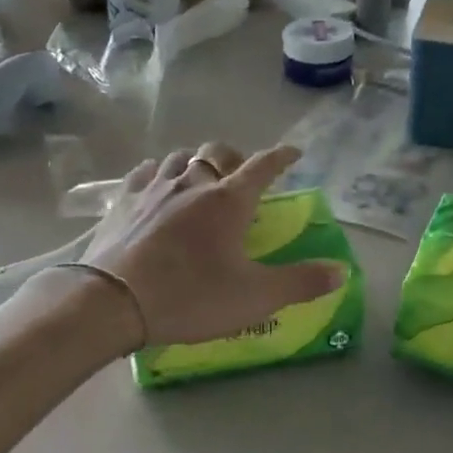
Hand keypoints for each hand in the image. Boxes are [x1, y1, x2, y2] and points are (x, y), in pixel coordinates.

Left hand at [84, 144, 344, 348]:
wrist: (111, 301)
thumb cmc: (189, 296)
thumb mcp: (254, 297)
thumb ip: (301, 283)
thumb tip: (342, 271)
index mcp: (229, 200)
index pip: (263, 166)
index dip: (281, 157)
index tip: (293, 152)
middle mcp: (192, 183)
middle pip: (217, 152)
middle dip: (235, 157)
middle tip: (241, 174)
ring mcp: (153, 188)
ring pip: (179, 157)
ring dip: (195, 162)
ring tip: (200, 178)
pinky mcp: (122, 201)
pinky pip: (144, 172)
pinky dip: (158, 173)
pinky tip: (155, 184)